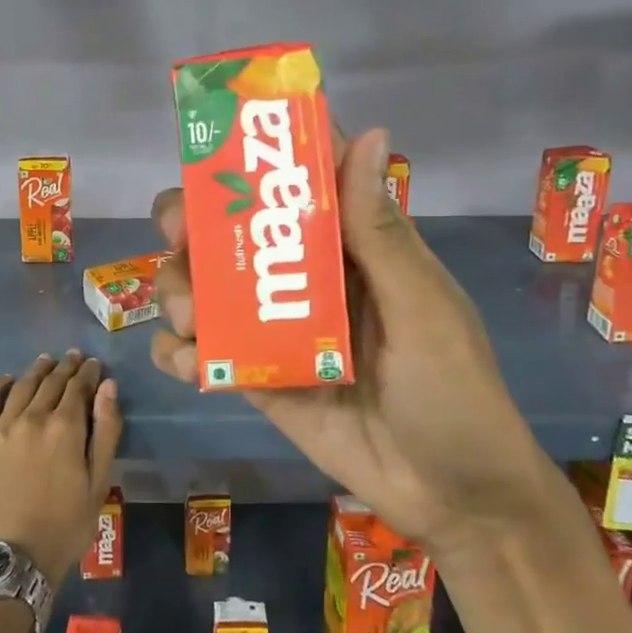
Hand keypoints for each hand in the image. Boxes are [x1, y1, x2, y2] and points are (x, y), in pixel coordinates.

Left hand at [0, 350, 122, 585]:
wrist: (12, 556)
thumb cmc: (65, 525)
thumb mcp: (98, 482)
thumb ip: (107, 431)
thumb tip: (108, 387)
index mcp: (66, 427)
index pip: (79, 387)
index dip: (88, 373)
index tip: (94, 364)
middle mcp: (33, 417)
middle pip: (51, 382)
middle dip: (66, 367)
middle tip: (75, 358)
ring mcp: (2, 426)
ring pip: (22, 385)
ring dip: (37, 370)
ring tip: (47, 361)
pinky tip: (7, 379)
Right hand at [150, 129, 560, 551]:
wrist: (452, 499)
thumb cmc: (452, 392)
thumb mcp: (422, 308)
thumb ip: (380, 232)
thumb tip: (366, 132)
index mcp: (349, 248)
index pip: (295, 186)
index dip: (252, 161)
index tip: (212, 154)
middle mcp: (304, 279)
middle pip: (231, 232)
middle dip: (193, 225)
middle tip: (179, 235)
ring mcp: (274, 330)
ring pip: (205, 288)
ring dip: (180, 290)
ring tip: (190, 319)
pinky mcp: (256, 378)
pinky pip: (204, 354)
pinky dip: (180, 352)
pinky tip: (189, 362)